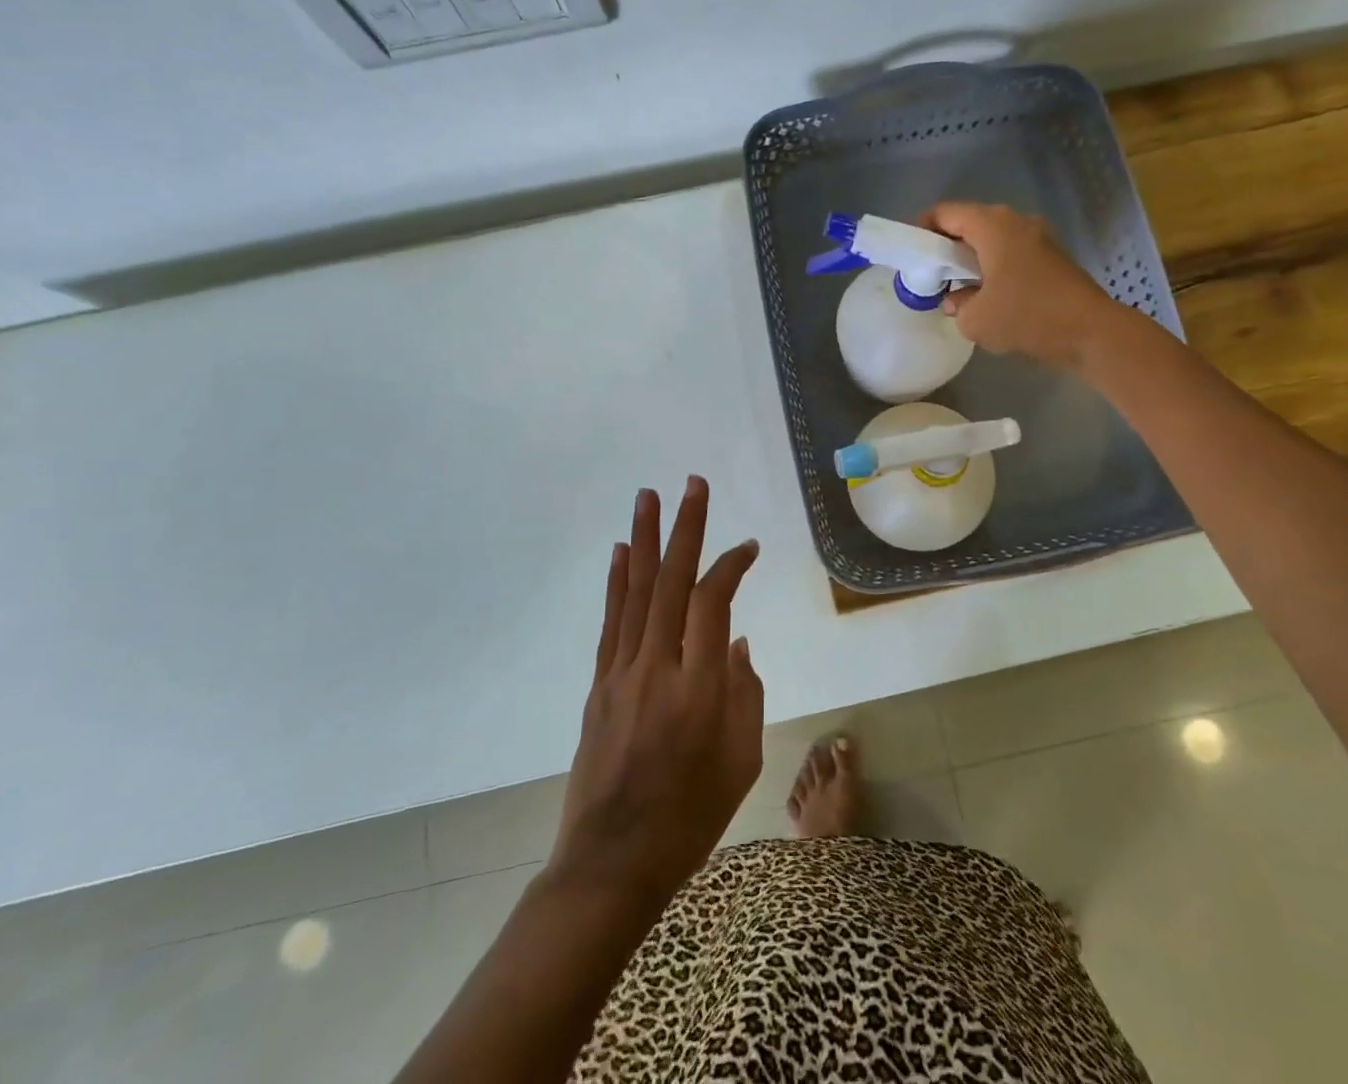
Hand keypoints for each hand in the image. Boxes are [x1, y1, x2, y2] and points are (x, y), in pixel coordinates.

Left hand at [550, 477, 763, 907]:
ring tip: (647, 495)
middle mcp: (657, 668)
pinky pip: (611, 621)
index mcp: (699, 688)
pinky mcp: (600, 684)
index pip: (713, 602)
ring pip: (635, 591)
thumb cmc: (690, 818)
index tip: (748, 547)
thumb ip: (744, 691)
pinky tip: (620, 551)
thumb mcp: (741, 759)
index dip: (731, 565)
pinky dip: (616, 581)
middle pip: (671, 581)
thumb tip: (736, 641)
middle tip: (693, 483)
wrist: (612, 863)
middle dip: (686, 528)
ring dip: (644, 539)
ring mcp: (621, 673)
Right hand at [924, 202, 1113, 368]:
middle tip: (931, 274)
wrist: (1091, 332)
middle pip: (969, 224)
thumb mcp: (975, 320)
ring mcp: (1038, 237)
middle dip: (946, 247)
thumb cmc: (1027, 317)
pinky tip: (989, 297)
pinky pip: (1011, 254)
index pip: (945, 213)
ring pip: (992, 240)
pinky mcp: (1052, 257)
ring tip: (958, 289)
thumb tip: (958, 299)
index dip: (922, 228)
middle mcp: (1015, 222)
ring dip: (971, 260)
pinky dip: (994, 267)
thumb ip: (956, 305)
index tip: (911, 253)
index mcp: (992, 225)